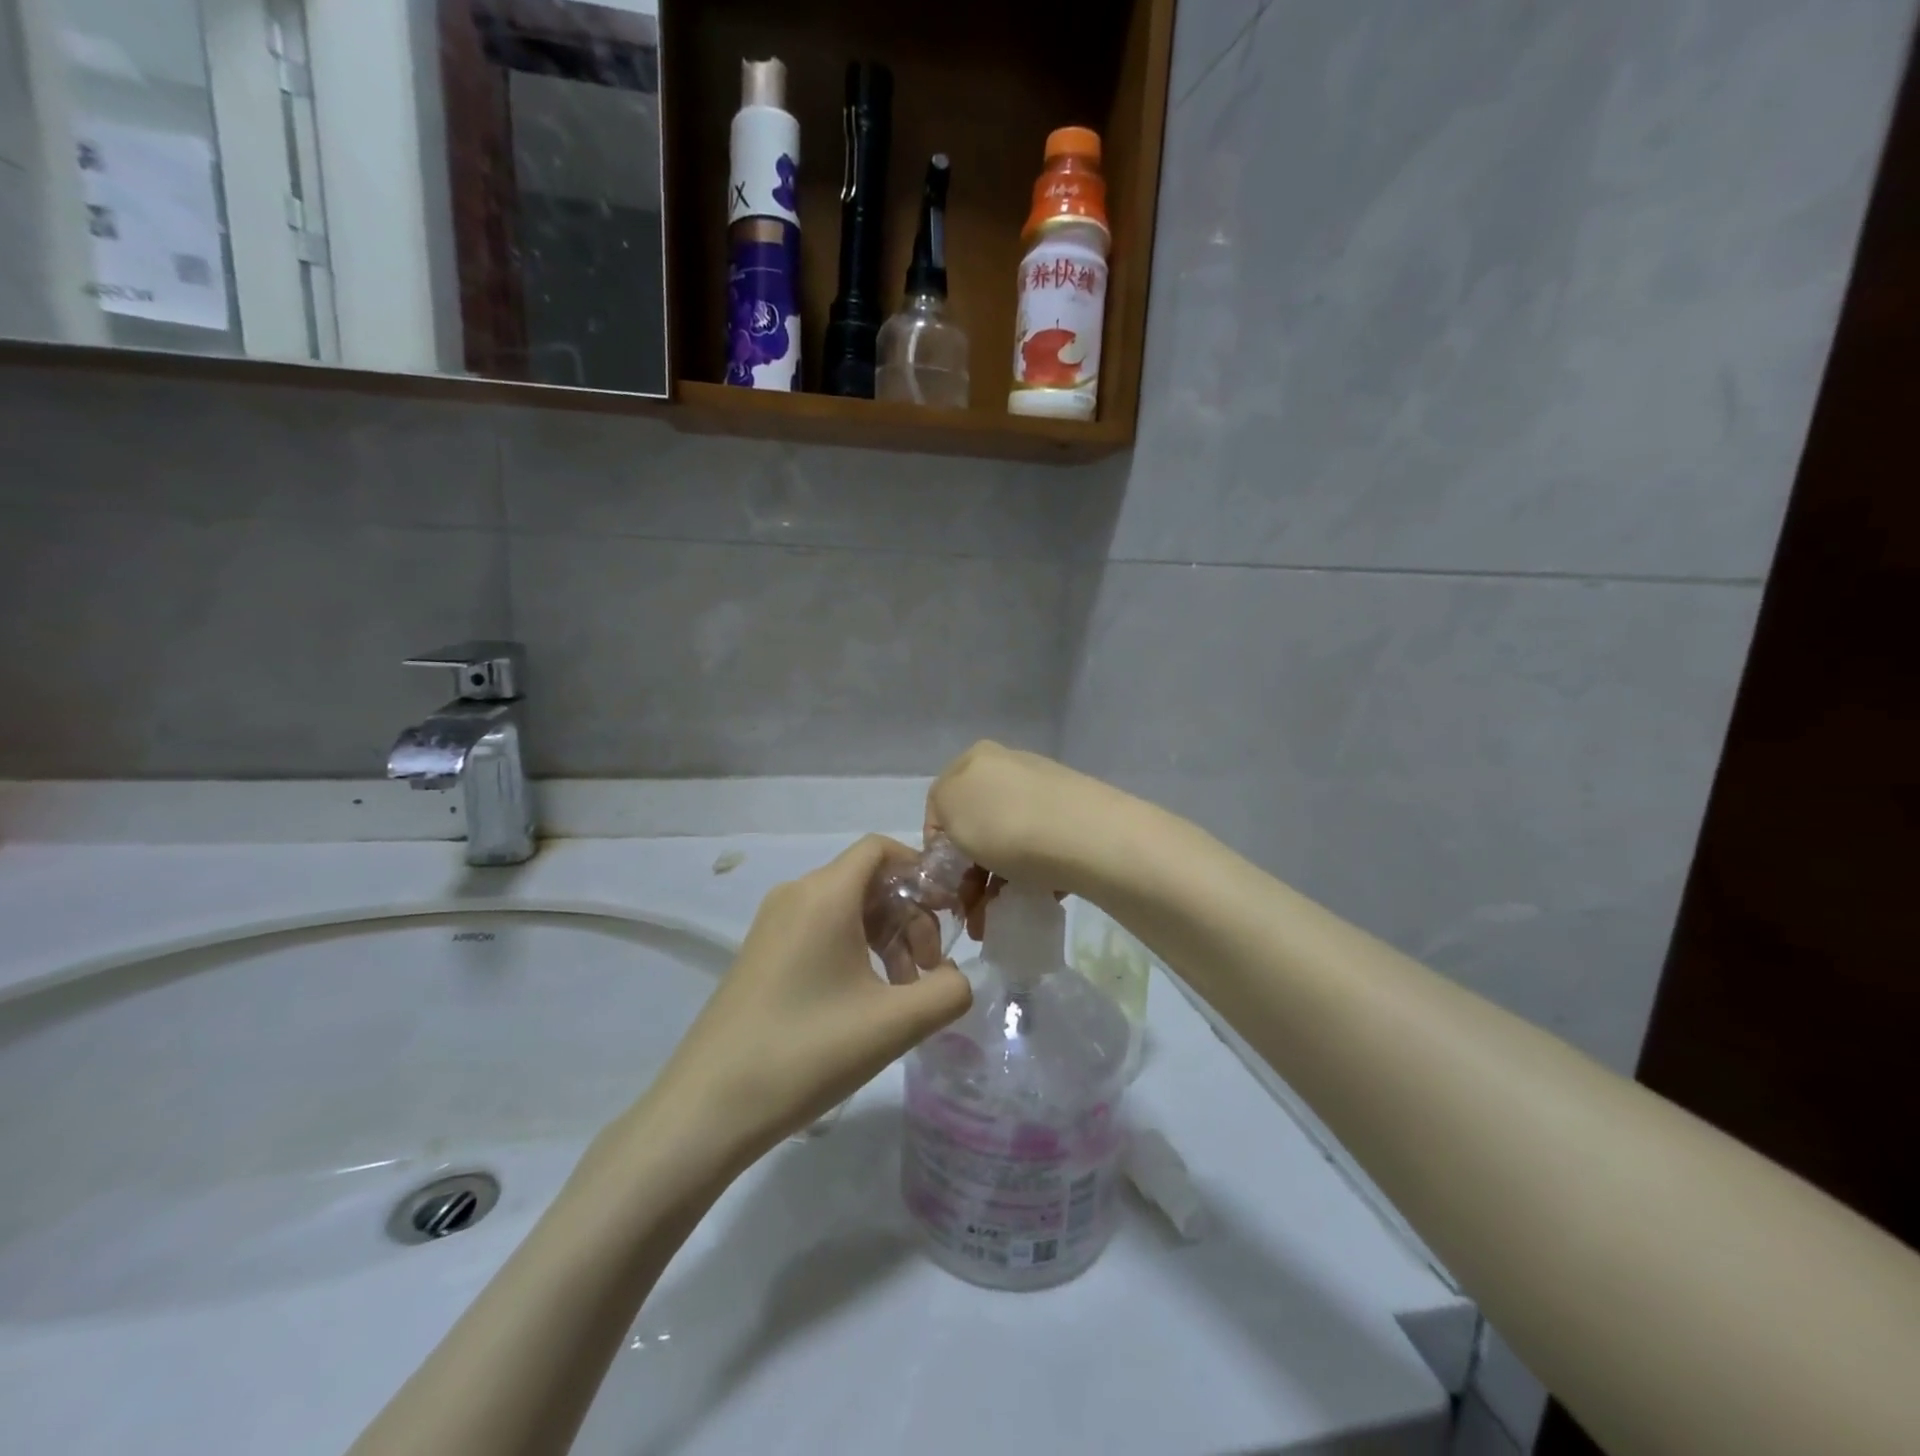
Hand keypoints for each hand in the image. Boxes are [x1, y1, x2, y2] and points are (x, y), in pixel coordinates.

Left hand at [645, 836, 973, 1166]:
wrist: (707, 1108)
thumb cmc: (806, 1052)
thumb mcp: (893, 1024)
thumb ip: (947, 991)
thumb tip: (956, 977)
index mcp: (824, 895)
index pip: (880, 849)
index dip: (921, 872)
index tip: (948, 915)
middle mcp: (796, 895)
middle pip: (868, 881)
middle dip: (909, 916)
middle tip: (928, 970)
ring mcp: (773, 925)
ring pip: (847, 909)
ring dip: (885, 938)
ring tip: (903, 994)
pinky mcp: (762, 954)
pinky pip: (821, 931)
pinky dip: (855, 951)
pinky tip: (866, 1002)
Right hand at [925, 743, 1119, 917]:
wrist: (1087, 837)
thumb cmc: (1006, 822)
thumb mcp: (949, 808)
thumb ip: (939, 815)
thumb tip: (955, 834)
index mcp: (977, 758)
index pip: (941, 804)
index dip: (937, 846)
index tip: (943, 882)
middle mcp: (1011, 767)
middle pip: (977, 826)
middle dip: (968, 874)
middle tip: (968, 911)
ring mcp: (1046, 793)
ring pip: (1007, 843)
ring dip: (994, 886)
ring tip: (993, 922)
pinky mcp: (1075, 820)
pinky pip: (1039, 852)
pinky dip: (1028, 879)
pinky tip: (1029, 903)